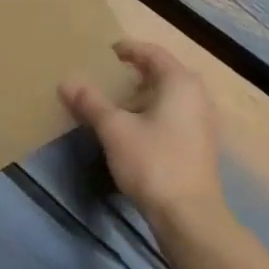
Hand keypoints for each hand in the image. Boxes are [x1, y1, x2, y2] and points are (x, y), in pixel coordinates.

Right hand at [61, 40, 225, 238]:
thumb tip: (66, 81)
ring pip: (167, 96)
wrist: (190, 219)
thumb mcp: (114, 129)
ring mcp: (202, 122)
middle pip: (161, 73)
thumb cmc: (153, 163)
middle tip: (105, 77)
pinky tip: (132, 129)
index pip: (151, 52)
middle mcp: (197, 95)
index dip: (126, 49)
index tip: (104, 52)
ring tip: (113, 103)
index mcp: (180, 82)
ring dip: (141, 96)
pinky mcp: (200, 146)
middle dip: (133, 73)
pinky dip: (152, 114)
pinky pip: (173, 115)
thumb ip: (90, 102)